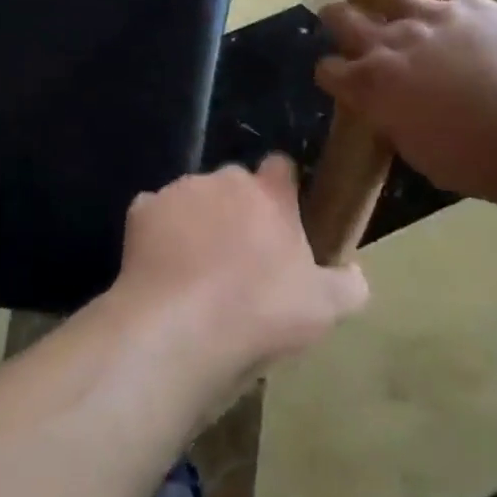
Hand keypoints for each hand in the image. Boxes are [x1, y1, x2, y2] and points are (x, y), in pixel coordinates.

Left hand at [112, 157, 368, 376]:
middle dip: (239, 210)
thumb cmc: (258, 313)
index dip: (284, 191)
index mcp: (270, 193)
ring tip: (197, 270)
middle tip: (241, 257)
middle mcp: (224, 179)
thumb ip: (348, 285)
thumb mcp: (323, 310)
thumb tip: (356, 272)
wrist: (177, 328)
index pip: (282, 167)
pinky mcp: (141, 209)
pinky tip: (163, 269)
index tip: (283, 222)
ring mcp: (178, 190)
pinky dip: (159, 233)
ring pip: (194, 197)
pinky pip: (154, 214)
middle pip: (235, 184)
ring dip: (198, 221)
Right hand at [316, 0, 496, 206]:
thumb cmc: (476, 158)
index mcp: (372, 87)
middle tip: (332, 14)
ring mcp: (425, 16)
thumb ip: (394, 122)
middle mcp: (388, 44)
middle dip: (334, 16)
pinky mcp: (463, 1)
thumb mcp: (418, 152)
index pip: (330, 72)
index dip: (329, 72)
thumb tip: (390, 111)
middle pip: (346, 20)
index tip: (334, 76)